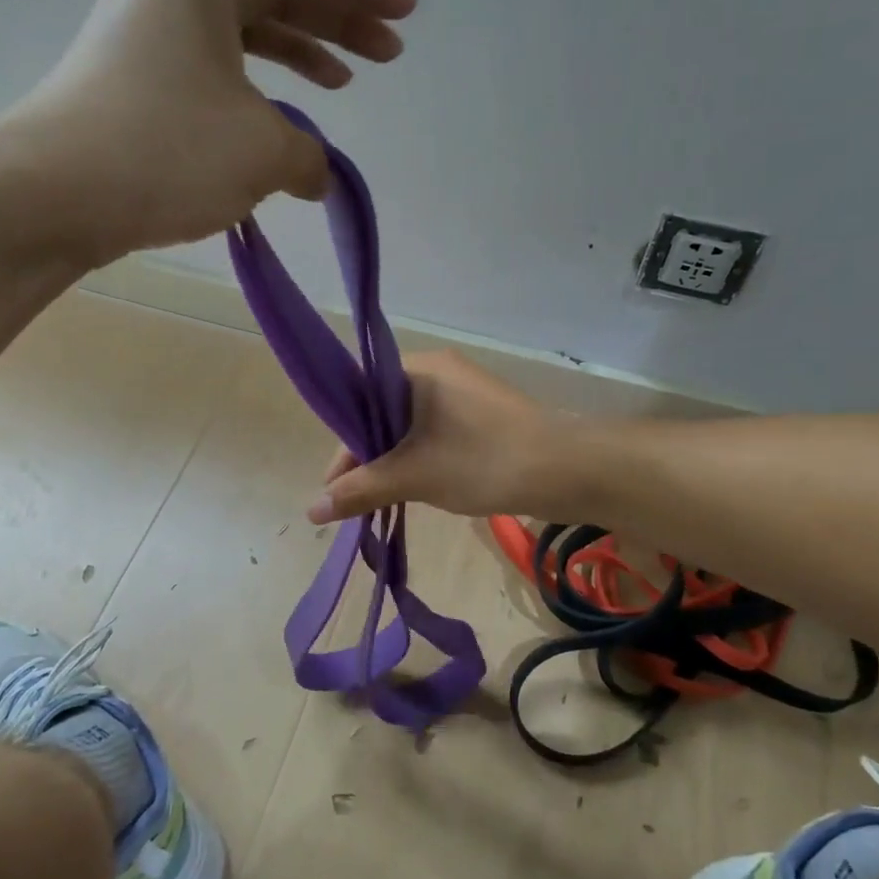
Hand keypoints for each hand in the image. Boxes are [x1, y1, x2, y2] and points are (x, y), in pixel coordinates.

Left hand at [0, 0, 415, 267]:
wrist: (48, 195)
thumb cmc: (164, 151)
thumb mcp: (261, 150)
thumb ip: (309, 154)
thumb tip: (315, 174)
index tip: (406, 15)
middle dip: (338, 20)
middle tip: (387, 54)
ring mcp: (145, 30)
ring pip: (242, 29)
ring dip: (299, 53)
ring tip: (343, 83)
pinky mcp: (131, 77)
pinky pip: (213, 66)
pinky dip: (255, 86)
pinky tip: (278, 118)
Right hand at [310, 351, 567, 522]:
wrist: (566, 470)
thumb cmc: (483, 460)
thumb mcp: (414, 476)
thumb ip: (361, 490)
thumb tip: (311, 511)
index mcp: (418, 368)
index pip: (360, 399)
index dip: (343, 445)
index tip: (335, 486)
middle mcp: (439, 370)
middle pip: (383, 413)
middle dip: (367, 457)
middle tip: (356, 500)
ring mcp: (464, 391)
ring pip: (409, 426)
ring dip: (393, 461)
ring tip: (381, 500)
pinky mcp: (482, 414)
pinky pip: (435, 432)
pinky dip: (419, 458)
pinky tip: (414, 487)